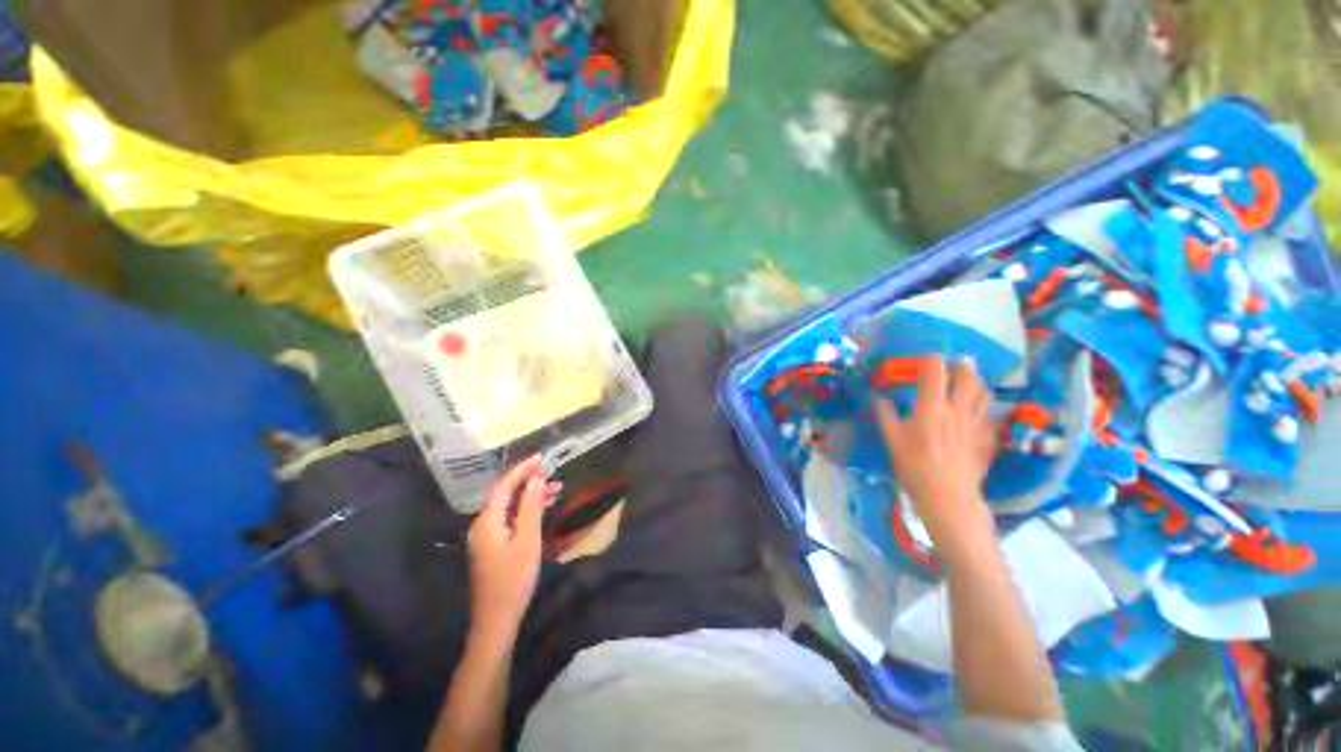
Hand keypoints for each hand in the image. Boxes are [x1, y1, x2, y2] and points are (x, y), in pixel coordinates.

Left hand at [467, 455, 562, 637]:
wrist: (497, 620)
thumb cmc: (513, 579)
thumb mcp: (527, 540)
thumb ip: (530, 507)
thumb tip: (536, 479)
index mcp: (487, 521)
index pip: (504, 486)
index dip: (522, 469)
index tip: (542, 457)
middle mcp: (483, 525)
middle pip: (506, 494)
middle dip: (530, 481)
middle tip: (554, 473)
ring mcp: (487, 536)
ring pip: (511, 507)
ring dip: (531, 496)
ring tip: (557, 488)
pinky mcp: (494, 546)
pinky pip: (511, 519)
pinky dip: (527, 510)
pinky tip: (545, 507)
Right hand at [874, 356, 998, 544]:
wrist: (948, 495)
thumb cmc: (914, 466)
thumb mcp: (892, 439)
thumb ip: (886, 414)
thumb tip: (879, 397)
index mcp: (931, 407)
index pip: (935, 371)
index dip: (931, 358)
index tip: (925, 357)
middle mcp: (957, 409)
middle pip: (967, 375)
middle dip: (962, 364)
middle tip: (955, 363)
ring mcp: (976, 422)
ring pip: (983, 392)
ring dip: (976, 380)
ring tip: (969, 379)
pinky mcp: (987, 437)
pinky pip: (988, 413)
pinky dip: (983, 405)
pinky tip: (976, 409)